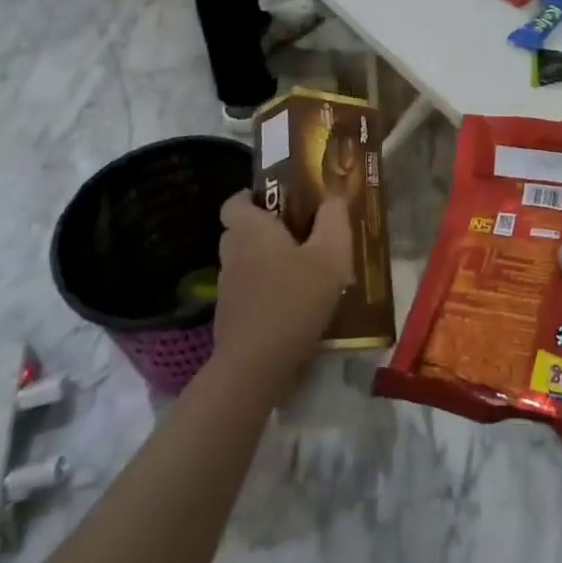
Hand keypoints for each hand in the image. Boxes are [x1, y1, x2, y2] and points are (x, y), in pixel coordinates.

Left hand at [212, 192, 354, 396]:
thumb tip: (333, 196)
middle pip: (243, 229)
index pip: (236, 200)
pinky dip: (268, 289)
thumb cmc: (294, 299)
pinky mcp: (231, 317)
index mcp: (249, 229)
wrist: (256, 367)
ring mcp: (227, 287)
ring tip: (306, 269)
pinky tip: (297, 303)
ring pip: (248, 261)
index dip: (255, 195)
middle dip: (269, 227)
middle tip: (304, 231)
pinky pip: (250, 290)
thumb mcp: (330, 255)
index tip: (283, 199)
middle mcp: (232, 253)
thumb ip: (334, 220)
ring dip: (270, 261)